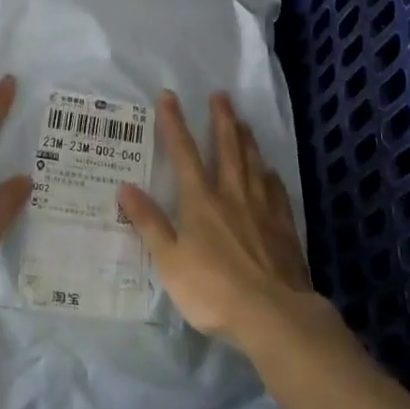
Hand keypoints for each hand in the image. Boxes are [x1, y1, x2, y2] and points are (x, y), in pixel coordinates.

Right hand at [119, 92, 313, 346]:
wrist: (273, 314)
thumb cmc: (213, 289)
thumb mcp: (169, 260)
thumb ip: (149, 223)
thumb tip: (125, 186)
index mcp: (201, 200)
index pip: (184, 153)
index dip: (174, 123)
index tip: (169, 96)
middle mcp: (232, 195)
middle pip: (227, 149)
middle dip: (221, 120)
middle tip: (221, 94)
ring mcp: (261, 209)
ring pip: (253, 164)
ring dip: (247, 140)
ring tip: (244, 121)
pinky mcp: (284, 228)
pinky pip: (276, 192)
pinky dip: (270, 176)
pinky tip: (270, 171)